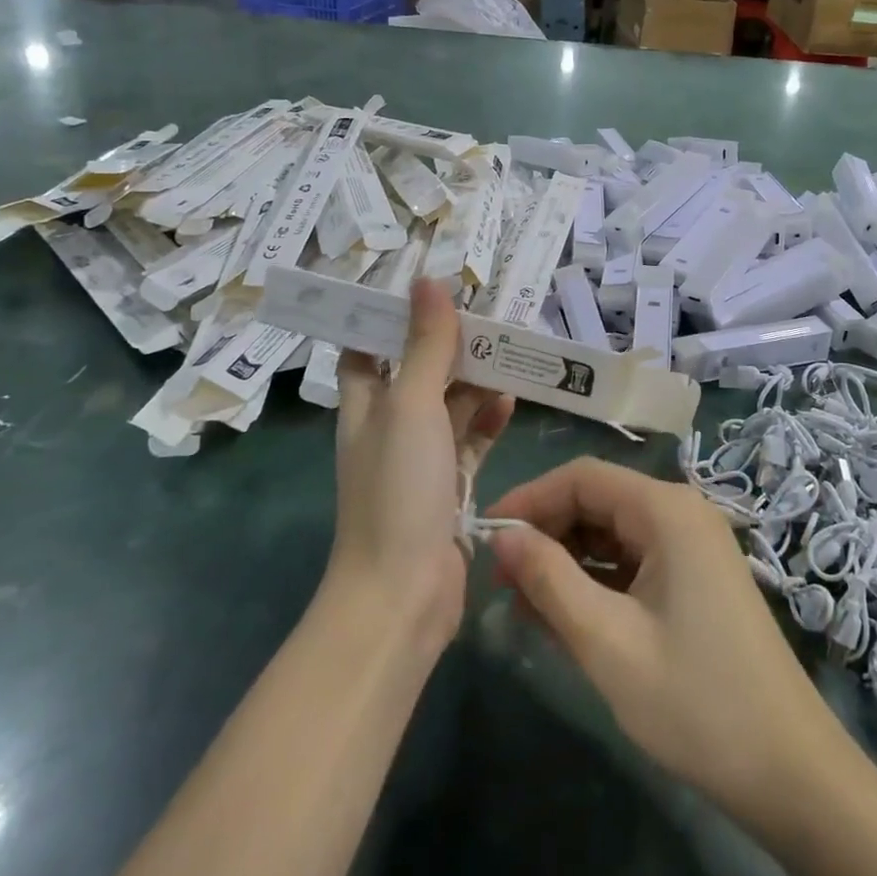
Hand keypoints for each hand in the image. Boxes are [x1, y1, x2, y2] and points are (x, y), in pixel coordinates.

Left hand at [331, 280, 514, 654]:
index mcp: (365, 404)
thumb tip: (427, 281)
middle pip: (417, 371)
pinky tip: (511, 402)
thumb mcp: (411, 406)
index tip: (426, 287)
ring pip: (449, 405)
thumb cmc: (397, 489)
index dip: (388, 316)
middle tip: (490, 312)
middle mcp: (388, 426)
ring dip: (475, 380)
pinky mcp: (449, 487)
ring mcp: (419, 459)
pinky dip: (488, 421)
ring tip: (510, 350)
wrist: (403, 594)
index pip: (367, 347)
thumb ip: (424, 347)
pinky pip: (470, 441)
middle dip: (449, 344)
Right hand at [486, 459, 849, 829]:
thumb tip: (502, 538)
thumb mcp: (607, 641)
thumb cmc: (695, 701)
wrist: (790, 771)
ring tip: (524, 605)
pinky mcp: (696, 578)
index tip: (486, 538)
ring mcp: (692, 546)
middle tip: (500, 581)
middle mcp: (681, 513)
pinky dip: (596, 581)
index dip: (529, 499)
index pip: (582, 477)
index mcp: (666, 510)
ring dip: (567, 561)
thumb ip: (549, 580)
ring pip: (612, 533)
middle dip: (546, 533)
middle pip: (598, 500)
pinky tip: (566, 617)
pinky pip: (633, 562)